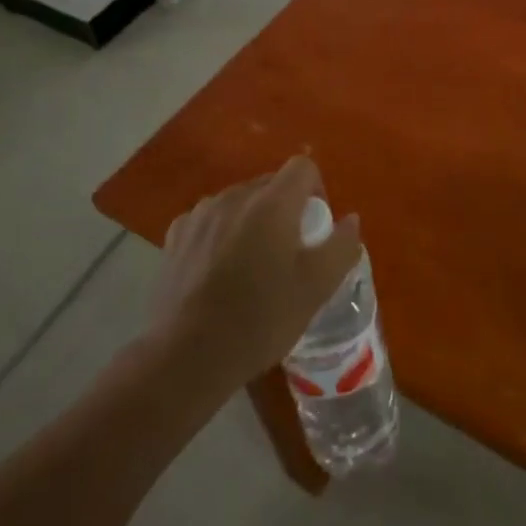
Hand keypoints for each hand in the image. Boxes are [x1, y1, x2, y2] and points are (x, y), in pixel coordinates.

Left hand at [150, 156, 362, 385]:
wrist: (186, 357)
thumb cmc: (260, 320)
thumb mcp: (317, 288)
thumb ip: (341, 246)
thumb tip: (349, 219)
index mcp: (272, 202)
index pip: (303, 167)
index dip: (316, 192)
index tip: (314, 230)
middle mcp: (235, 196)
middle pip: (271, 184)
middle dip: (285, 209)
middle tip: (287, 254)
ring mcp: (201, 214)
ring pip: (239, 202)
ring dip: (252, 221)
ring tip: (251, 265)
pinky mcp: (176, 235)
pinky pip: (210, 220)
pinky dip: (221, 234)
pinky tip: (218, 271)